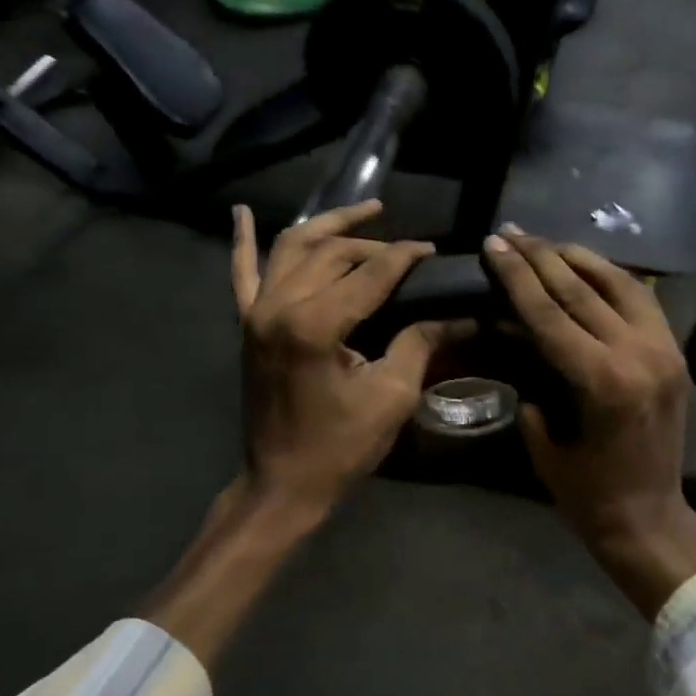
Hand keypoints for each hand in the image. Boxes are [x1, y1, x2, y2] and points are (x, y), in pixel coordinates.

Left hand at [232, 200, 462, 517]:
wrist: (282, 483)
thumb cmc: (339, 447)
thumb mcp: (391, 397)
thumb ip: (418, 344)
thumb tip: (454, 315)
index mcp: (313, 325)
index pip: (369, 274)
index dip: (404, 257)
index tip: (431, 250)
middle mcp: (277, 306)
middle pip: (330, 253)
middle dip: (372, 244)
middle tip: (406, 249)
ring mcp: (254, 312)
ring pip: (290, 248)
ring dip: (327, 226)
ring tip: (363, 211)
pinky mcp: (245, 324)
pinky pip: (241, 273)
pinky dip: (242, 240)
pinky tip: (241, 211)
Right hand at [482, 227, 695, 617]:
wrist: (650, 519)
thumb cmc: (587, 494)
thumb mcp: (543, 439)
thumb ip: (530, 381)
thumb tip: (515, 334)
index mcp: (602, 382)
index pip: (550, 311)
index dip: (517, 274)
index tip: (494, 244)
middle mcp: (638, 355)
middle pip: (581, 289)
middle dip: (540, 256)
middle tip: (511, 231)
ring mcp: (663, 350)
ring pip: (619, 284)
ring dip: (578, 258)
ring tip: (545, 241)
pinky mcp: (674, 353)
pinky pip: (643, 300)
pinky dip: (612, 277)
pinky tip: (587, 267)